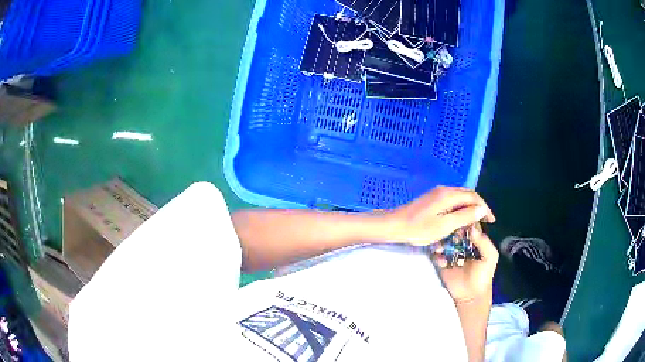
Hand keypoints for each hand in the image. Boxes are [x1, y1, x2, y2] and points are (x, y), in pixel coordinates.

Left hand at [384, 186, 494, 245]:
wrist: (394, 225)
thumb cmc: (419, 228)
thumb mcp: (445, 225)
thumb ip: (464, 216)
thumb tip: (481, 209)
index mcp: (449, 195)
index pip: (474, 197)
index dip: (485, 208)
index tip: (491, 220)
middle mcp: (445, 190)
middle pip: (467, 195)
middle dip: (478, 208)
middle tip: (484, 222)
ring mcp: (437, 194)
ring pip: (459, 198)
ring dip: (468, 209)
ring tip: (473, 223)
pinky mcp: (431, 200)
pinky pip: (451, 202)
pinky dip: (459, 210)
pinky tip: (459, 220)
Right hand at [432, 225, 498, 303]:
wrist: (471, 295)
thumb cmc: (483, 275)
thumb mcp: (490, 257)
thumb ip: (484, 242)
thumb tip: (471, 227)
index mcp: (474, 239)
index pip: (468, 224)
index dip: (464, 220)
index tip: (459, 220)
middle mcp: (461, 243)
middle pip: (454, 230)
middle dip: (449, 231)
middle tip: (448, 235)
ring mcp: (450, 252)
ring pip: (443, 241)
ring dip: (441, 242)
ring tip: (441, 248)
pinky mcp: (441, 262)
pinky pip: (436, 254)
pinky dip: (437, 255)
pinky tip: (441, 260)